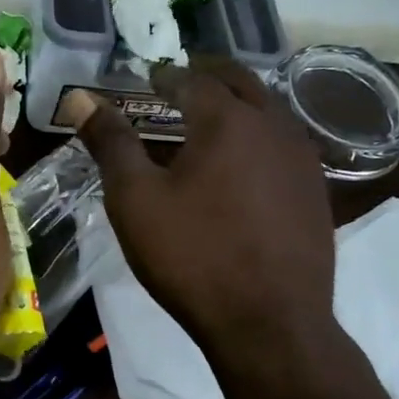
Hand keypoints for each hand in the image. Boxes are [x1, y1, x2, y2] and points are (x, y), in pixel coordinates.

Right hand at [59, 61, 339, 370]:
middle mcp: (273, 126)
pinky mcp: (317, 192)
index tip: (150, 77)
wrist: (271, 323)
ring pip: (270, 110)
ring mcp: (303, 159)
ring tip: (214, 114)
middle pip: (241, 82)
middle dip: (209, 75)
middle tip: (183, 80)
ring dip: (240, 102)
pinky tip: (247, 161)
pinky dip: (261, 135)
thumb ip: (110, 142)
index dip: (167, 75)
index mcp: (227, 120)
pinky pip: (286, 144)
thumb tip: (80, 97)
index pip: (193, 80)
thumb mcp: (135, 199)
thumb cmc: (192, 256)